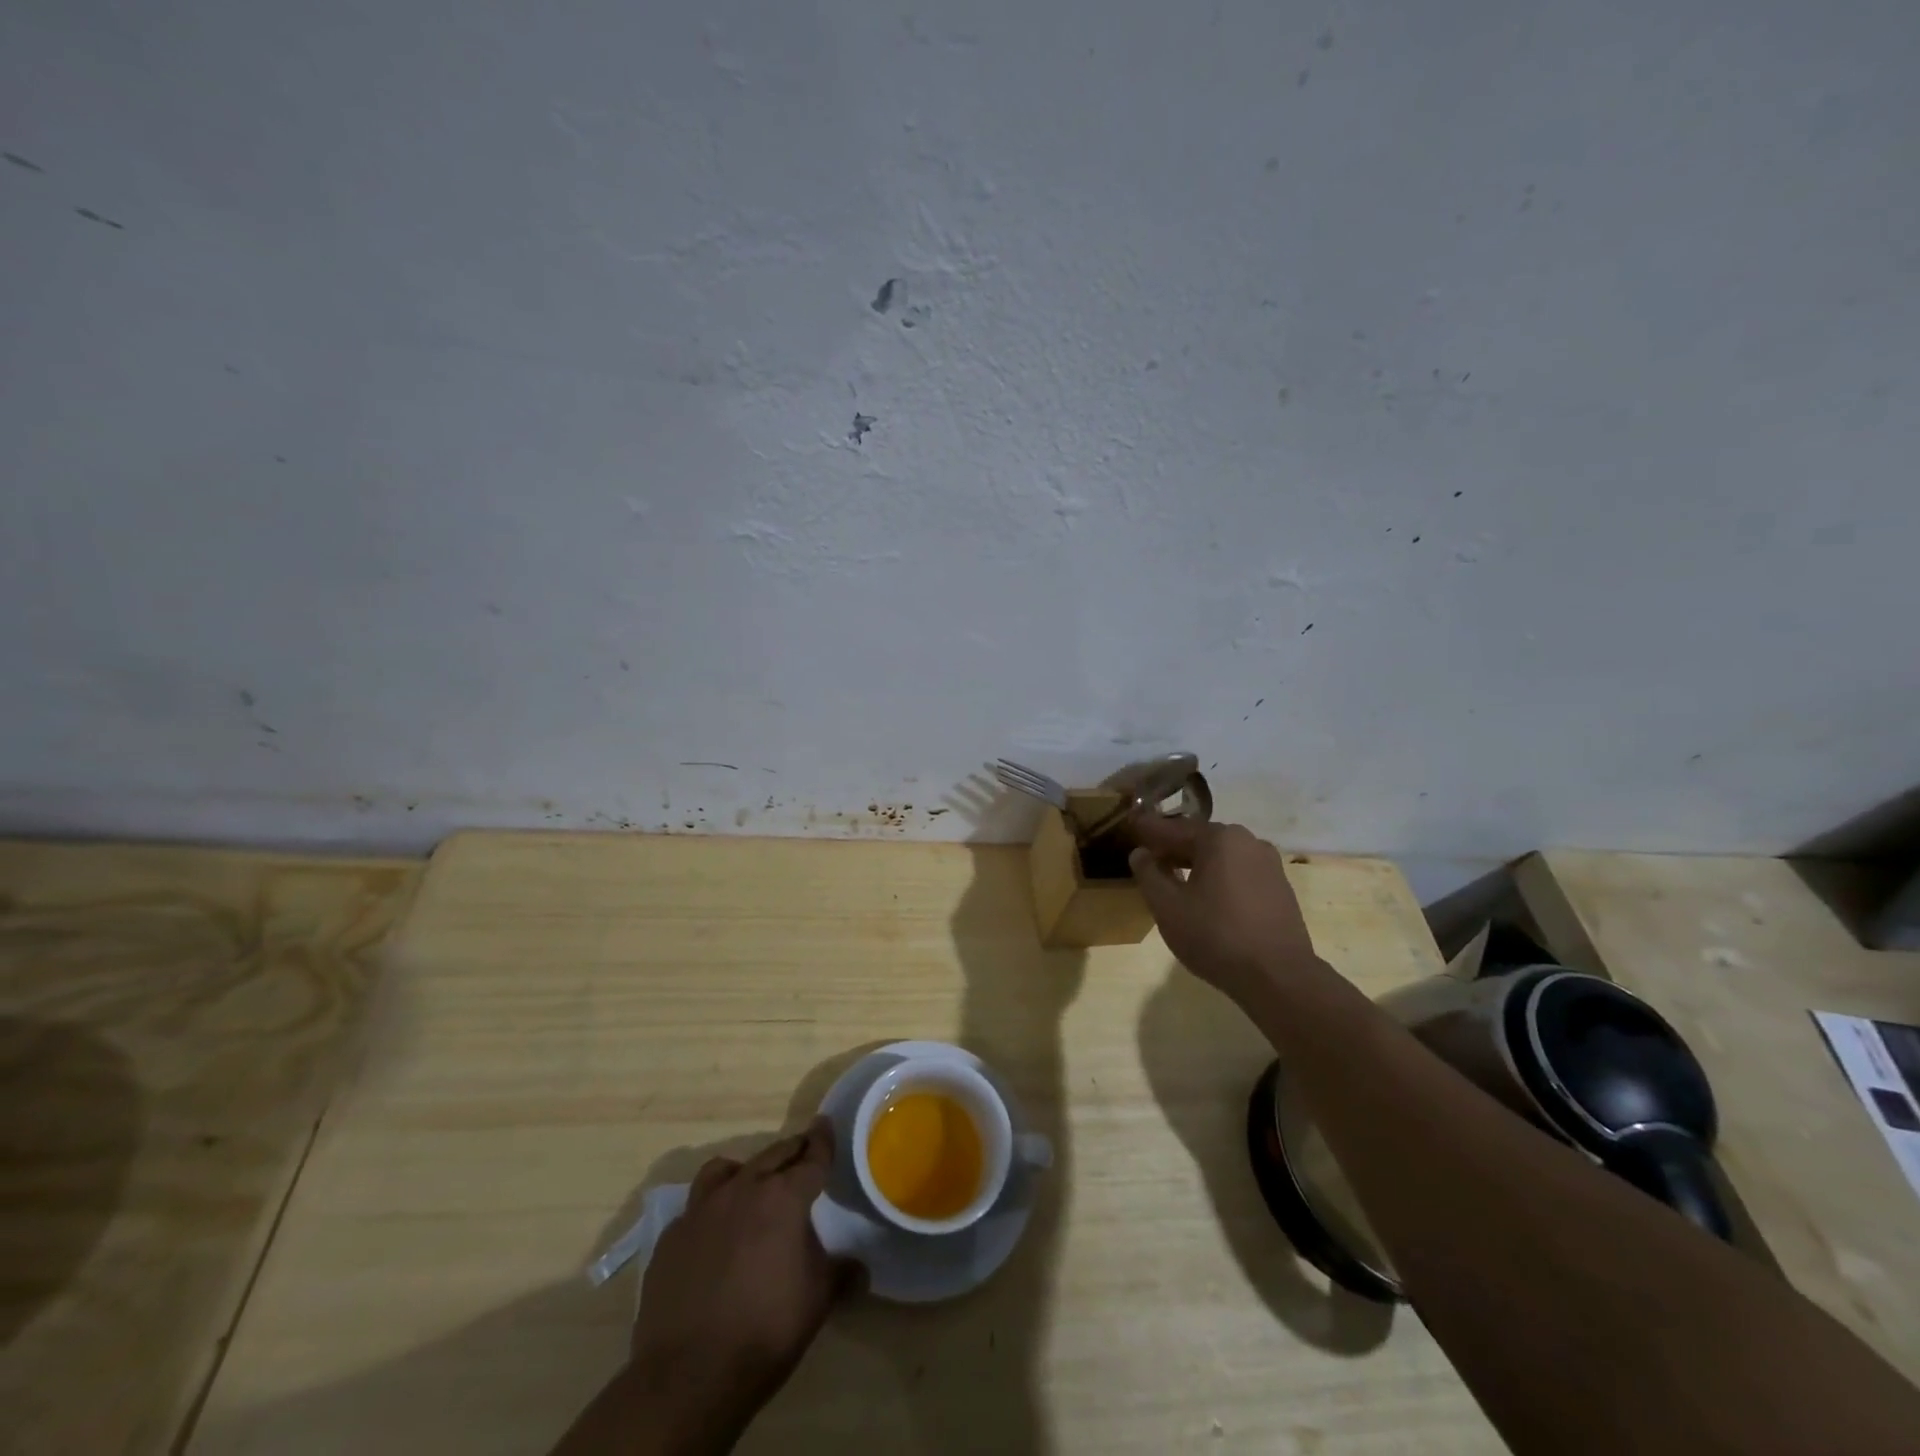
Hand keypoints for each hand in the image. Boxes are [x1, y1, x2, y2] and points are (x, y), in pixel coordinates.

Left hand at [627, 1118, 856, 1452]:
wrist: (689, 1376)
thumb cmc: (766, 1330)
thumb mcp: (819, 1300)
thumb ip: (841, 1273)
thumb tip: (858, 1267)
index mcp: (784, 1197)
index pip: (812, 1158)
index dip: (822, 1141)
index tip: (825, 1125)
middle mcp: (743, 1189)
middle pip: (773, 1155)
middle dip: (792, 1151)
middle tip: (803, 1153)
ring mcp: (701, 1210)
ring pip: (725, 1170)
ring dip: (744, 1171)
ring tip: (751, 1187)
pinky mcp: (671, 1237)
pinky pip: (695, 1209)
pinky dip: (710, 1211)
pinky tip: (713, 1236)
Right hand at [1128, 816, 1324, 1006]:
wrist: (1278, 977)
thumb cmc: (1215, 936)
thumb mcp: (1167, 907)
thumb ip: (1149, 874)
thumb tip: (1140, 853)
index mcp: (1219, 838)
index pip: (1173, 828)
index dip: (1148, 830)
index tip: (1130, 828)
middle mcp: (1248, 841)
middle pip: (1200, 839)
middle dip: (1173, 847)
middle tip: (1149, 858)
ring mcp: (1269, 864)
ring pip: (1222, 857)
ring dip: (1196, 863)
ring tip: (1175, 879)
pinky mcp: (1280, 888)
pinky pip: (1240, 873)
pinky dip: (1219, 877)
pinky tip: (1207, 897)